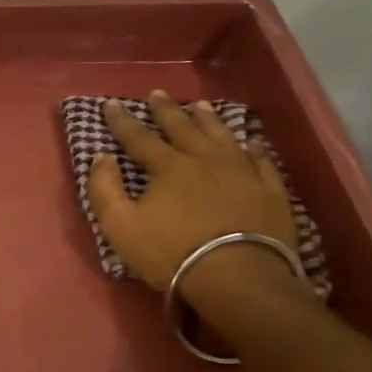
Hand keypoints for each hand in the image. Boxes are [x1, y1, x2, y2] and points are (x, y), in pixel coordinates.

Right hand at [85, 90, 301, 309]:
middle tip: (157, 93)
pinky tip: (250, 142)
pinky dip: (252, 147)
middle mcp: (205, 160)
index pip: (139, 136)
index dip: (122, 119)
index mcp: (168, 167)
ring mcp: (242, 172)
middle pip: (183, 128)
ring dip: (208, 119)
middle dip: (166, 110)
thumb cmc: (170, 252)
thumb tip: (101, 157)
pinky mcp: (270, 190)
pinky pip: (261, 160)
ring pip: (222, 136)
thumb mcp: (120, 225)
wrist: (238, 277)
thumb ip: (104, 189)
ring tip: (200, 106)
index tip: (110, 104)